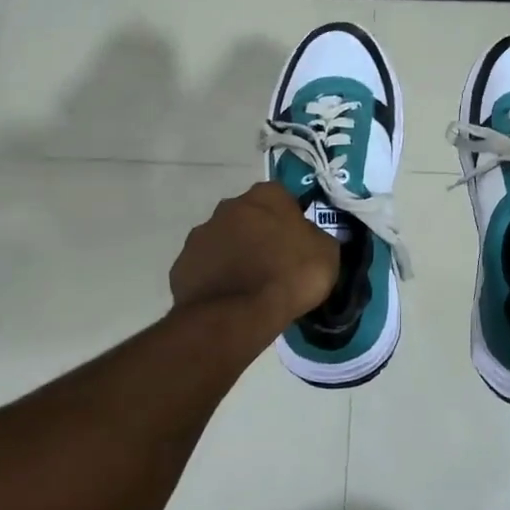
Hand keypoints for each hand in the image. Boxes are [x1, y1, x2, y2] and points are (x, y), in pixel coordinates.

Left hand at [170, 183, 338, 328]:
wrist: (237, 314)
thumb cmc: (289, 275)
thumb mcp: (326, 253)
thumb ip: (315, 236)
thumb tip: (308, 237)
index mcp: (266, 196)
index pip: (282, 197)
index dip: (290, 219)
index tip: (297, 241)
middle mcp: (229, 205)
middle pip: (249, 215)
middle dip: (259, 233)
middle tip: (273, 262)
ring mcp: (201, 234)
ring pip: (224, 240)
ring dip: (235, 254)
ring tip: (249, 285)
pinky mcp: (182, 264)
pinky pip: (206, 266)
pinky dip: (216, 276)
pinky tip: (229, 297)